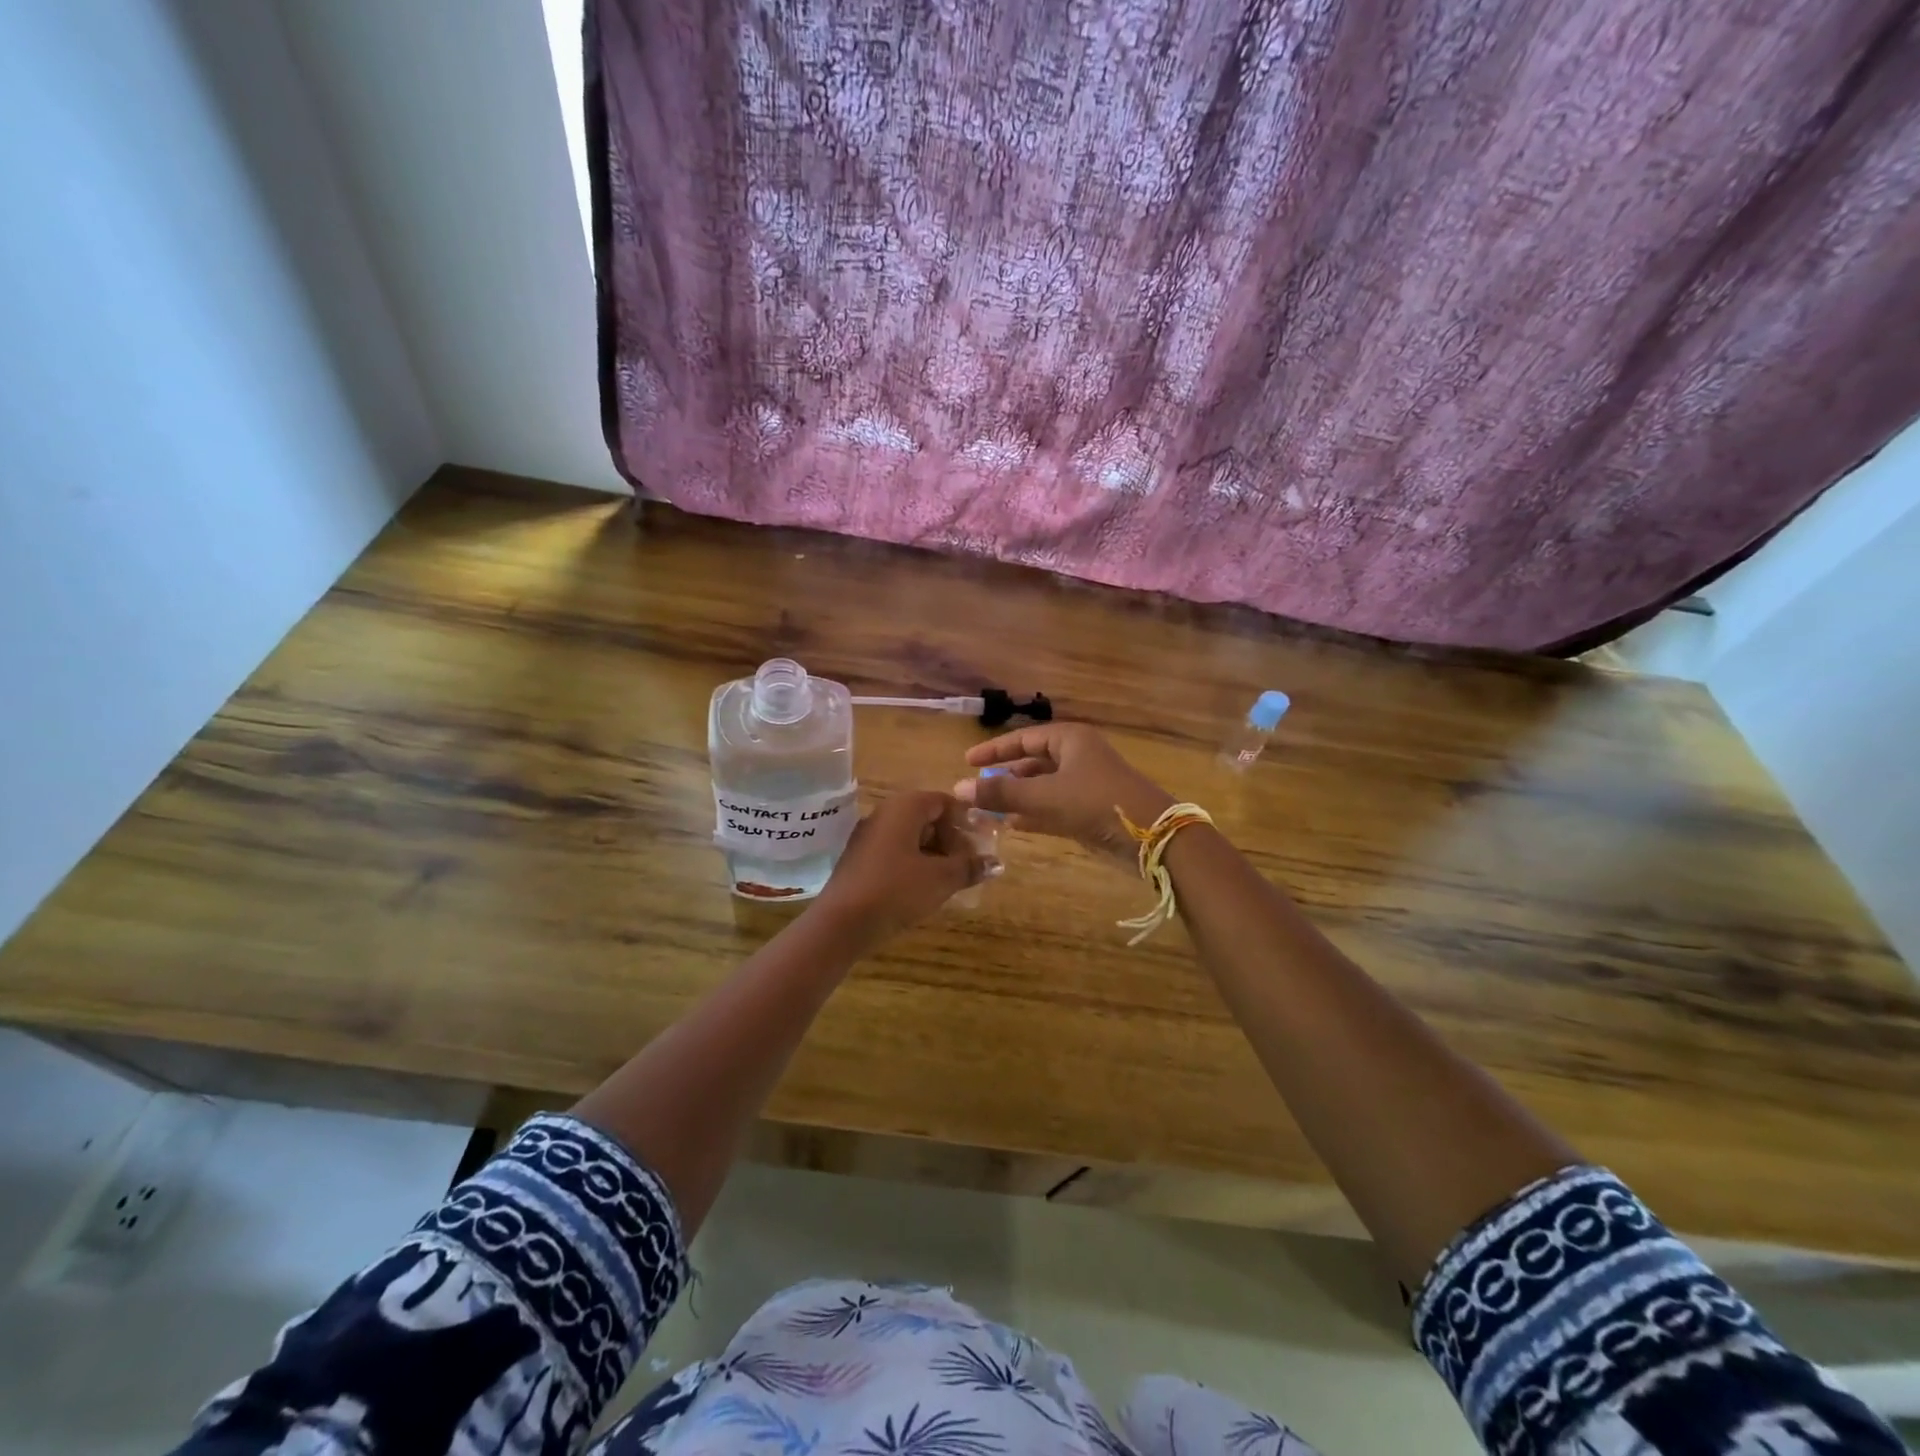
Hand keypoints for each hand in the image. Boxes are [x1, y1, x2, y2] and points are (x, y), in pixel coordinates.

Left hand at [812, 790, 985, 945]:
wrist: (841, 923)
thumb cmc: (897, 890)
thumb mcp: (941, 879)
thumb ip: (969, 867)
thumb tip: (995, 863)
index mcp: (905, 807)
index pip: (943, 801)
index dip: (966, 820)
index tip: (981, 844)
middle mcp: (884, 813)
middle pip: (927, 817)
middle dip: (951, 840)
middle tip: (968, 866)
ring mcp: (868, 836)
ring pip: (910, 836)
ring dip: (934, 854)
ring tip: (950, 881)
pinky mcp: (859, 859)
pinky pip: (894, 851)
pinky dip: (914, 863)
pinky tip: (923, 888)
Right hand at [954, 724, 1174, 862]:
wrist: (1152, 836)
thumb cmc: (1096, 802)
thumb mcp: (1044, 796)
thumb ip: (1001, 794)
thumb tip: (958, 789)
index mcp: (1070, 740)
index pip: (1023, 739)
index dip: (994, 750)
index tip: (967, 761)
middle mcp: (1077, 757)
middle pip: (1032, 762)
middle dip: (1005, 776)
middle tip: (975, 789)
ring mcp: (1085, 784)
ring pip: (1042, 787)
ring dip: (1016, 798)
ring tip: (986, 810)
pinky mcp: (1090, 810)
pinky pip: (1053, 807)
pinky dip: (1033, 814)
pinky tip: (1011, 824)